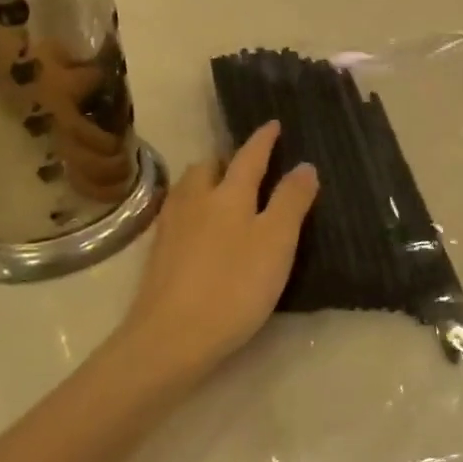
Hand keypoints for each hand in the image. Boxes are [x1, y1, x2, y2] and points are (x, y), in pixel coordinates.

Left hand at [115, 121, 318, 381]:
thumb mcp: (276, 242)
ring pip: (188, 188)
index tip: (273, 124)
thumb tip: (304, 165)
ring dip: (206, 181)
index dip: (263, 139)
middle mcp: (195, 200)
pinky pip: (178, 213)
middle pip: (208, 167)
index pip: (249, 156)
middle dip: (228, 159)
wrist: (171, 336)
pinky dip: (193, 207)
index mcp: (228, 194)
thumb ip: (291, 201)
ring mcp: (171, 226)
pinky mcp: (158, 253)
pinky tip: (199, 228)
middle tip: (246, 165)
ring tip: (222, 193)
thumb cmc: (234, 286)